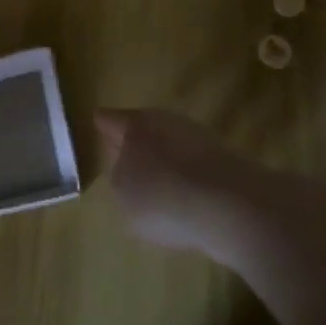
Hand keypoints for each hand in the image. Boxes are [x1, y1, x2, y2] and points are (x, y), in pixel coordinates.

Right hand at [95, 108, 250, 255]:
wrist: (227, 204)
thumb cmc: (162, 196)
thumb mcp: (123, 194)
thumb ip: (119, 178)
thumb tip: (128, 169)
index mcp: (136, 125)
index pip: (110, 120)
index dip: (103, 124)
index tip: (98, 122)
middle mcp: (165, 121)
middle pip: (143, 129)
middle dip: (135, 143)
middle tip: (124, 160)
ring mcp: (195, 137)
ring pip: (169, 145)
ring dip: (162, 160)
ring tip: (155, 188)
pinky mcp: (219, 159)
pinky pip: (191, 166)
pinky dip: (185, 178)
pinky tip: (184, 201)